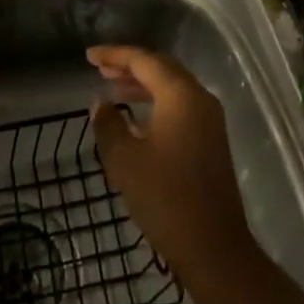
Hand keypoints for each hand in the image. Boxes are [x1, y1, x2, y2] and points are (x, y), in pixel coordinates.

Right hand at [88, 46, 253, 280]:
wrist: (214, 248)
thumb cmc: (166, 199)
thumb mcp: (125, 161)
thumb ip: (109, 125)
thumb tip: (100, 104)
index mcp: (181, 95)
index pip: (144, 60)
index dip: (115, 55)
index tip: (89, 56)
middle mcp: (200, 99)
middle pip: (162, 68)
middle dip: (130, 65)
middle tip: (100, 69)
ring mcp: (210, 120)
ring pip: (173, 87)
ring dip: (143, 84)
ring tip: (113, 88)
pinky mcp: (211, 141)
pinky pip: (180, 106)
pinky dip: (156, 102)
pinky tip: (136, 118)